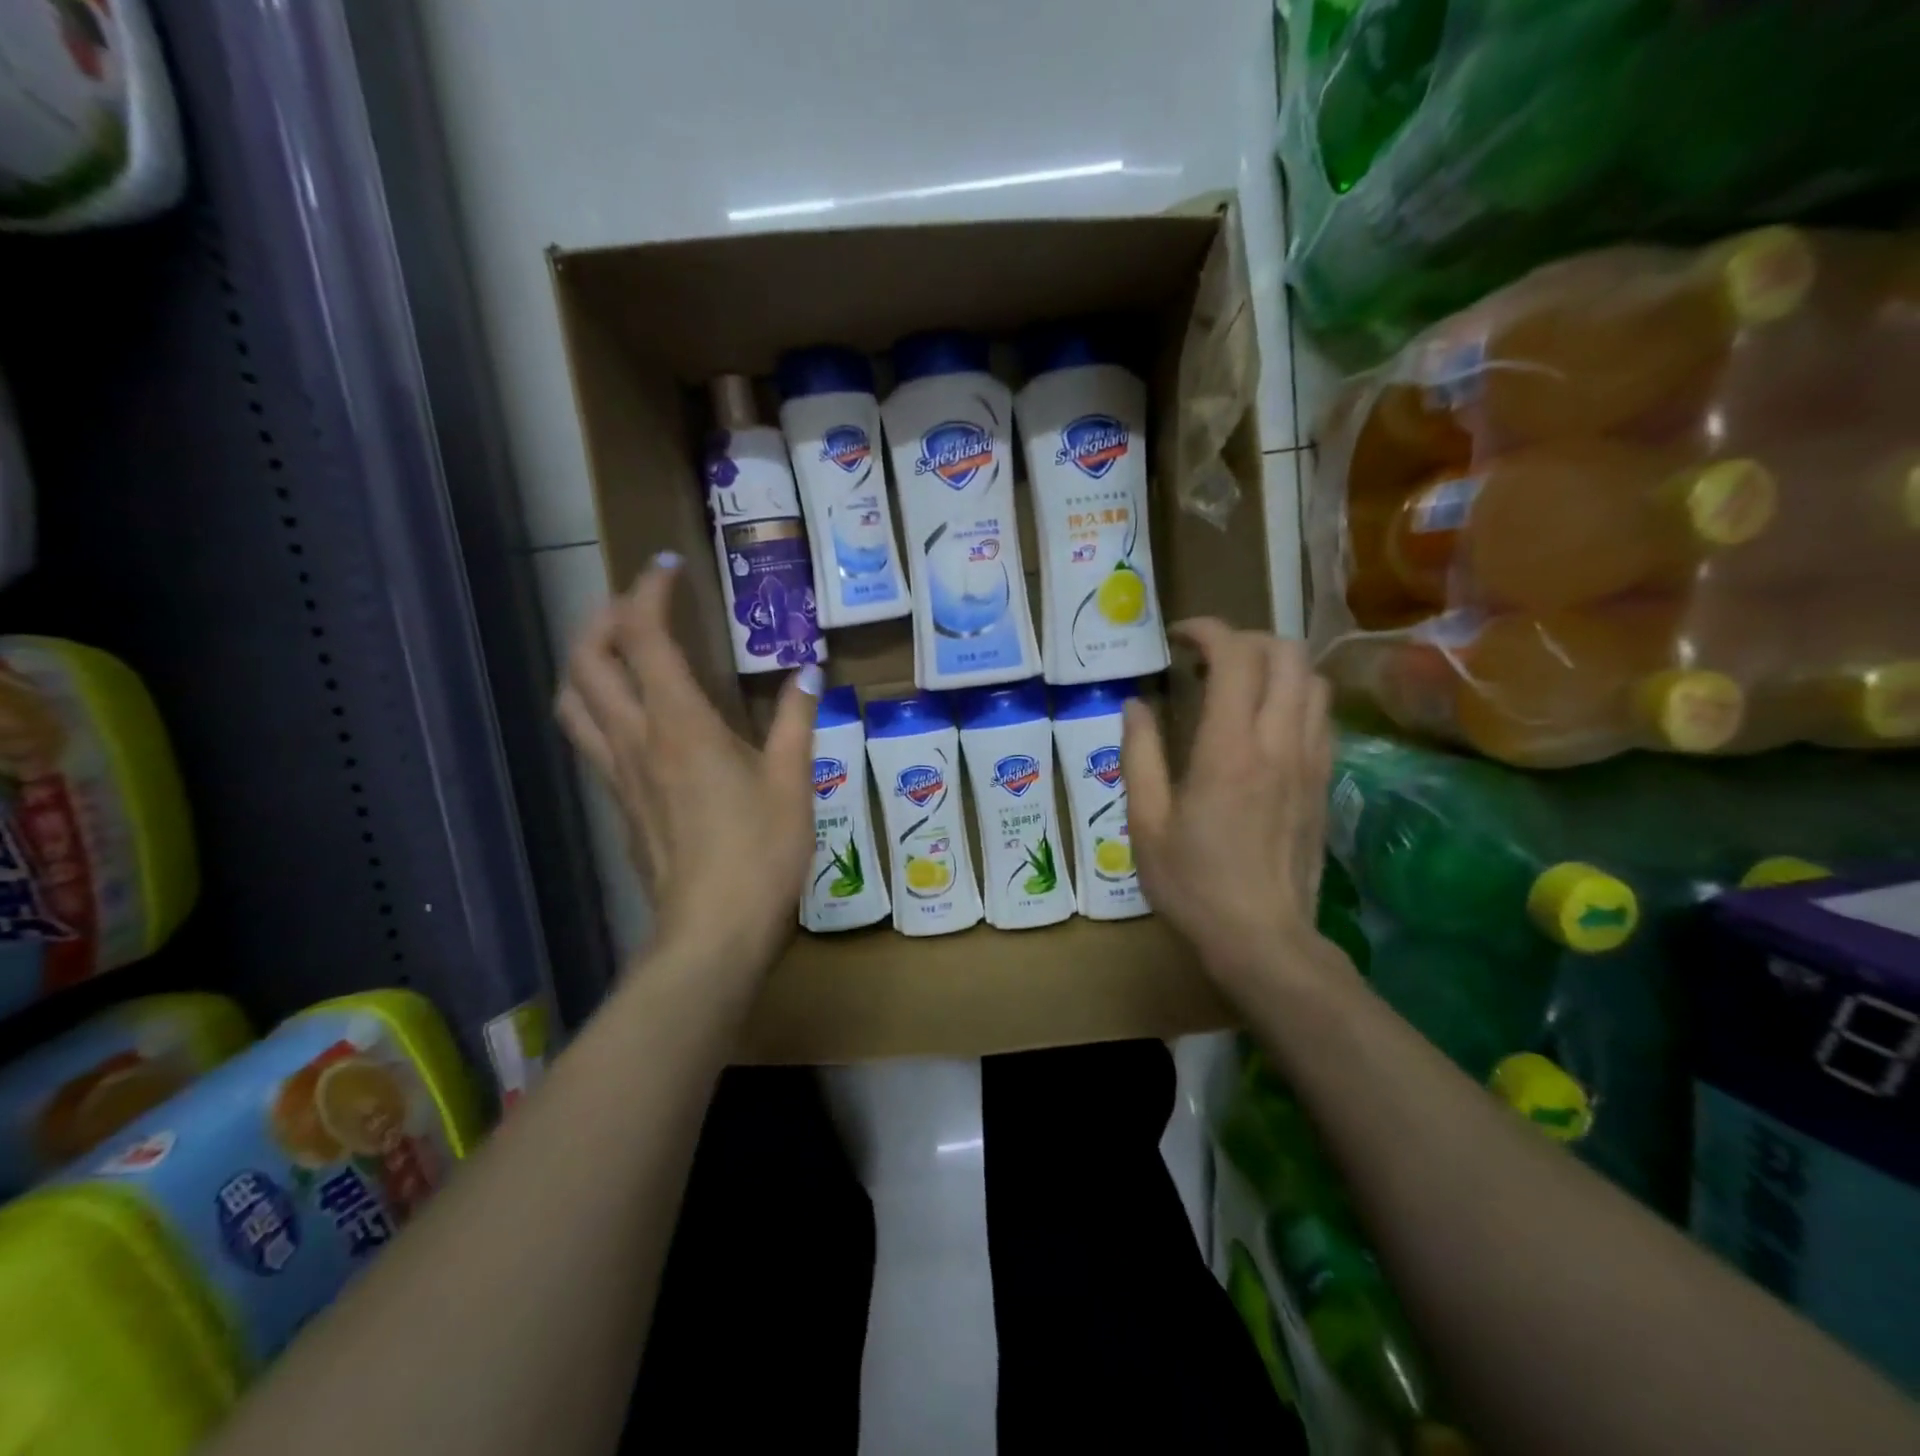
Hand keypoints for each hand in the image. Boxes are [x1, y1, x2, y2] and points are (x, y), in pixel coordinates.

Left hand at [555, 553, 822, 978]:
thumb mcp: (792, 781)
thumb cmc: (760, 852)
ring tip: (621, 647)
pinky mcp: (618, 801)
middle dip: (605, 616)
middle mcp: (635, 737)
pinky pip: (588, 735)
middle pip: (587, 659)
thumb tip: (810, 672)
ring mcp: (618, 772)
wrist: (712, 931)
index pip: (643, 636)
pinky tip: (631, 711)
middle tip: (642, 603)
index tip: (669, 567)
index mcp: (680, 724)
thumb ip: (797, 720)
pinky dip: (596, 702)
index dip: (649, 591)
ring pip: (573, 698)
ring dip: (587, 659)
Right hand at [1122, 620, 1335, 987]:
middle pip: (1287, 653)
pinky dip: (1295, 696)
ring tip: (1238, 684)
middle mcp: (1279, 742)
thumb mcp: (1146, 823)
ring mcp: (1311, 760)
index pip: (1236, 656)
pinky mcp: (1325, 781)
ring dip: (1276, 665)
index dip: (1208, 630)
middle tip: (1208, 659)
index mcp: (1229, 749)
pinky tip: (1264, 722)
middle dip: (1246, 638)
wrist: (1263, 939)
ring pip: (1313, 679)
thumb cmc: (1193, 884)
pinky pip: (1321, 715)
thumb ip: (1139, 755)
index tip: (1179, 638)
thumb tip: (1135, 705)